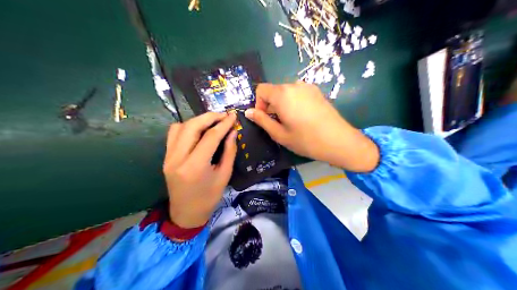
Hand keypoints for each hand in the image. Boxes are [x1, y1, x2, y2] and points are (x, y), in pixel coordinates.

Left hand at [163, 113, 237, 227]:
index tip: (233, 116)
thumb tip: (232, 132)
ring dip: (197, 120)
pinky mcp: (165, 157)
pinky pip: (173, 134)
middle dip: (209, 117)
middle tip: (223, 116)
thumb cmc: (209, 198)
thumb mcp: (224, 176)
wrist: (186, 213)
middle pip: (192, 126)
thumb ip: (229, 152)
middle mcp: (178, 158)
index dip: (223, 124)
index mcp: (195, 166)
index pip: (210, 137)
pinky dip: (186, 127)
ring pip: (180, 127)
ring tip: (212, 122)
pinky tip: (197, 131)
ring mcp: (168, 157)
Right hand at [245, 82, 378, 171]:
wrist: (338, 140)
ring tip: (292, 121)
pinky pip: (298, 93)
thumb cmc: (306, 140)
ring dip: (283, 104)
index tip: (266, 119)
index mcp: (282, 94)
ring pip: (286, 92)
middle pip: (274, 90)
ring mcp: (308, 87)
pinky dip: (294, 102)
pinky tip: (303, 117)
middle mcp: (294, 85)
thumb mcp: (279, 134)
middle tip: (279, 123)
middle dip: (271, 105)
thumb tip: (248, 112)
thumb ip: (262, 120)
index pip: (261, 89)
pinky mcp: (317, 91)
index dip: (259, 104)